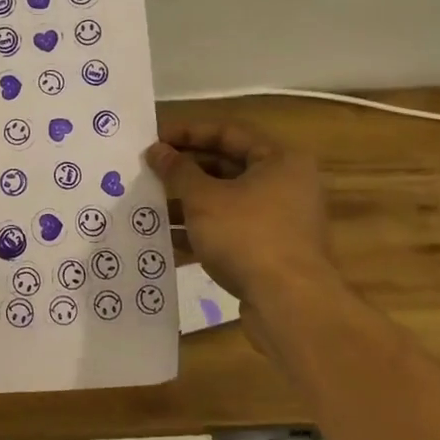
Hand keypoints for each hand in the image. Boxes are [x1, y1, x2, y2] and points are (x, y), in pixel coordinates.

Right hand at [144, 122, 335, 309]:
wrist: (289, 305)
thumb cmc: (247, 236)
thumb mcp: (204, 198)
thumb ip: (178, 171)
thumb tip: (157, 151)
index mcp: (279, 160)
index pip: (227, 133)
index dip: (187, 133)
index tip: (155, 140)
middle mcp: (285, 185)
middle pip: (227, 167)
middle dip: (185, 171)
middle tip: (149, 172)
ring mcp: (280, 221)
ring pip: (226, 201)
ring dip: (189, 203)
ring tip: (150, 205)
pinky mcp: (272, 252)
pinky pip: (231, 231)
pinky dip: (202, 231)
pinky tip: (167, 240)